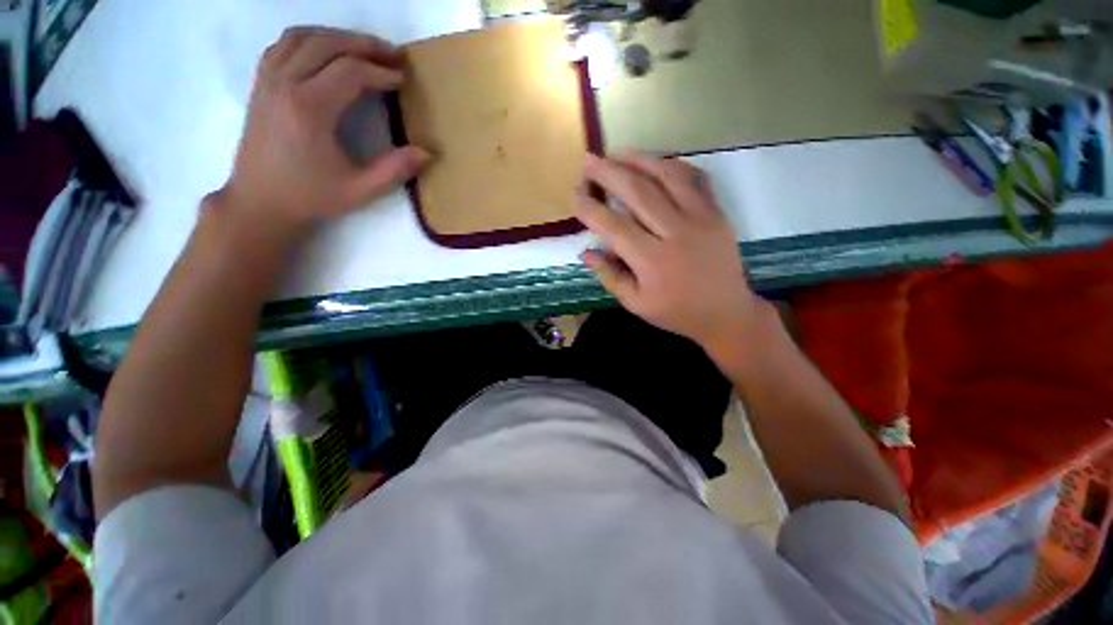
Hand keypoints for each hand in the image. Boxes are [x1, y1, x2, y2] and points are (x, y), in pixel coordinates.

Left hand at [221, 27, 428, 236]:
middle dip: (363, 44)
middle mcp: (285, 84)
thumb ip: (395, 170)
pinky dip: (309, 40)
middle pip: (326, 44)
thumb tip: (426, 153)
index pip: (349, 72)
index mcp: (309, 109)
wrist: (260, 202)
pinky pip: (283, 45)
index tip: (403, 79)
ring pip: (302, 36)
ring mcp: (268, 80)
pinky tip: (326, 52)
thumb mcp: (360, 190)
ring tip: (363, 49)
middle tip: (392, 54)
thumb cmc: (311, 196)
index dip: (381, 72)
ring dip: (336, 36)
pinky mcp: (260, 84)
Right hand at [577, 153, 766, 349]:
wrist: (726, 313)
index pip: (614, 227)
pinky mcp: (717, 213)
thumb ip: (610, 276)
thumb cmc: (676, 312)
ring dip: (639, 160)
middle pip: (638, 193)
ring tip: (618, 152)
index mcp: (652, 261)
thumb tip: (586, 251)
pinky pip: (696, 179)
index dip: (591, 209)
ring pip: (667, 177)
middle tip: (589, 161)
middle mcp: (676, 233)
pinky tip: (657, 162)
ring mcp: (701, 219)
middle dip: (609, 173)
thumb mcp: (636, 304)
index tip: (575, 196)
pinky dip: (674, 165)